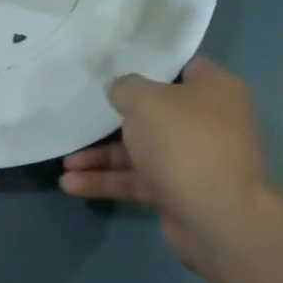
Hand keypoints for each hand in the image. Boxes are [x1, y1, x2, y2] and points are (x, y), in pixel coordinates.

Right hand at [60, 56, 272, 279]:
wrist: (217, 217)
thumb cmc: (184, 142)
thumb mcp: (146, 101)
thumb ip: (125, 87)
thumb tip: (120, 89)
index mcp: (213, 89)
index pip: (179, 67)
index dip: (146, 65)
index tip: (111, 68)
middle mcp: (207, 121)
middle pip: (153, 112)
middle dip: (112, 118)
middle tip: (80, 114)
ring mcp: (192, 158)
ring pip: (140, 150)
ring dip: (101, 156)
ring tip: (65, 162)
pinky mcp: (178, 190)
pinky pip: (137, 179)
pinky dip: (107, 180)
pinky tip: (71, 184)